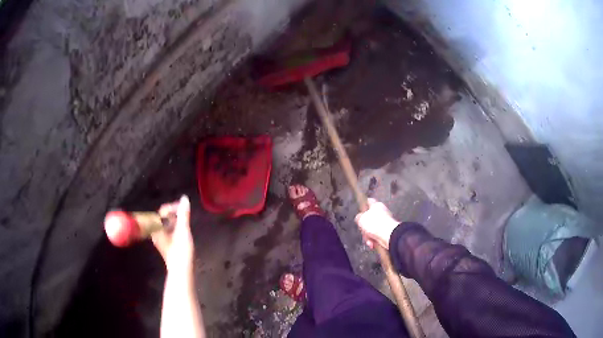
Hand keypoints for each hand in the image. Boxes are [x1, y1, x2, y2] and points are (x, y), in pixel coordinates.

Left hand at [152, 195, 194, 272]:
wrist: (181, 270)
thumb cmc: (181, 250)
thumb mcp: (183, 230)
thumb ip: (183, 214)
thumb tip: (184, 198)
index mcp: (157, 227)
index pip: (163, 211)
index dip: (173, 207)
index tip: (184, 208)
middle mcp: (156, 232)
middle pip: (164, 217)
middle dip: (174, 214)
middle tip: (185, 214)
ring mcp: (160, 239)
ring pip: (166, 224)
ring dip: (176, 221)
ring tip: (185, 222)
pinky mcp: (165, 245)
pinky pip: (168, 231)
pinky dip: (175, 228)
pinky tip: (183, 232)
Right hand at [355, 198, 399, 249]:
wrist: (388, 235)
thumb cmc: (375, 224)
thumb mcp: (361, 218)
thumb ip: (358, 217)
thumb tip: (359, 218)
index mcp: (376, 205)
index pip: (369, 201)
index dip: (363, 205)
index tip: (360, 210)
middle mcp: (382, 212)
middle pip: (369, 218)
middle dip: (364, 227)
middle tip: (363, 230)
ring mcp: (385, 223)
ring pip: (372, 229)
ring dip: (368, 236)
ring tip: (369, 240)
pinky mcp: (387, 232)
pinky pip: (377, 235)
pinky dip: (374, 240)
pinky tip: (372, 243)